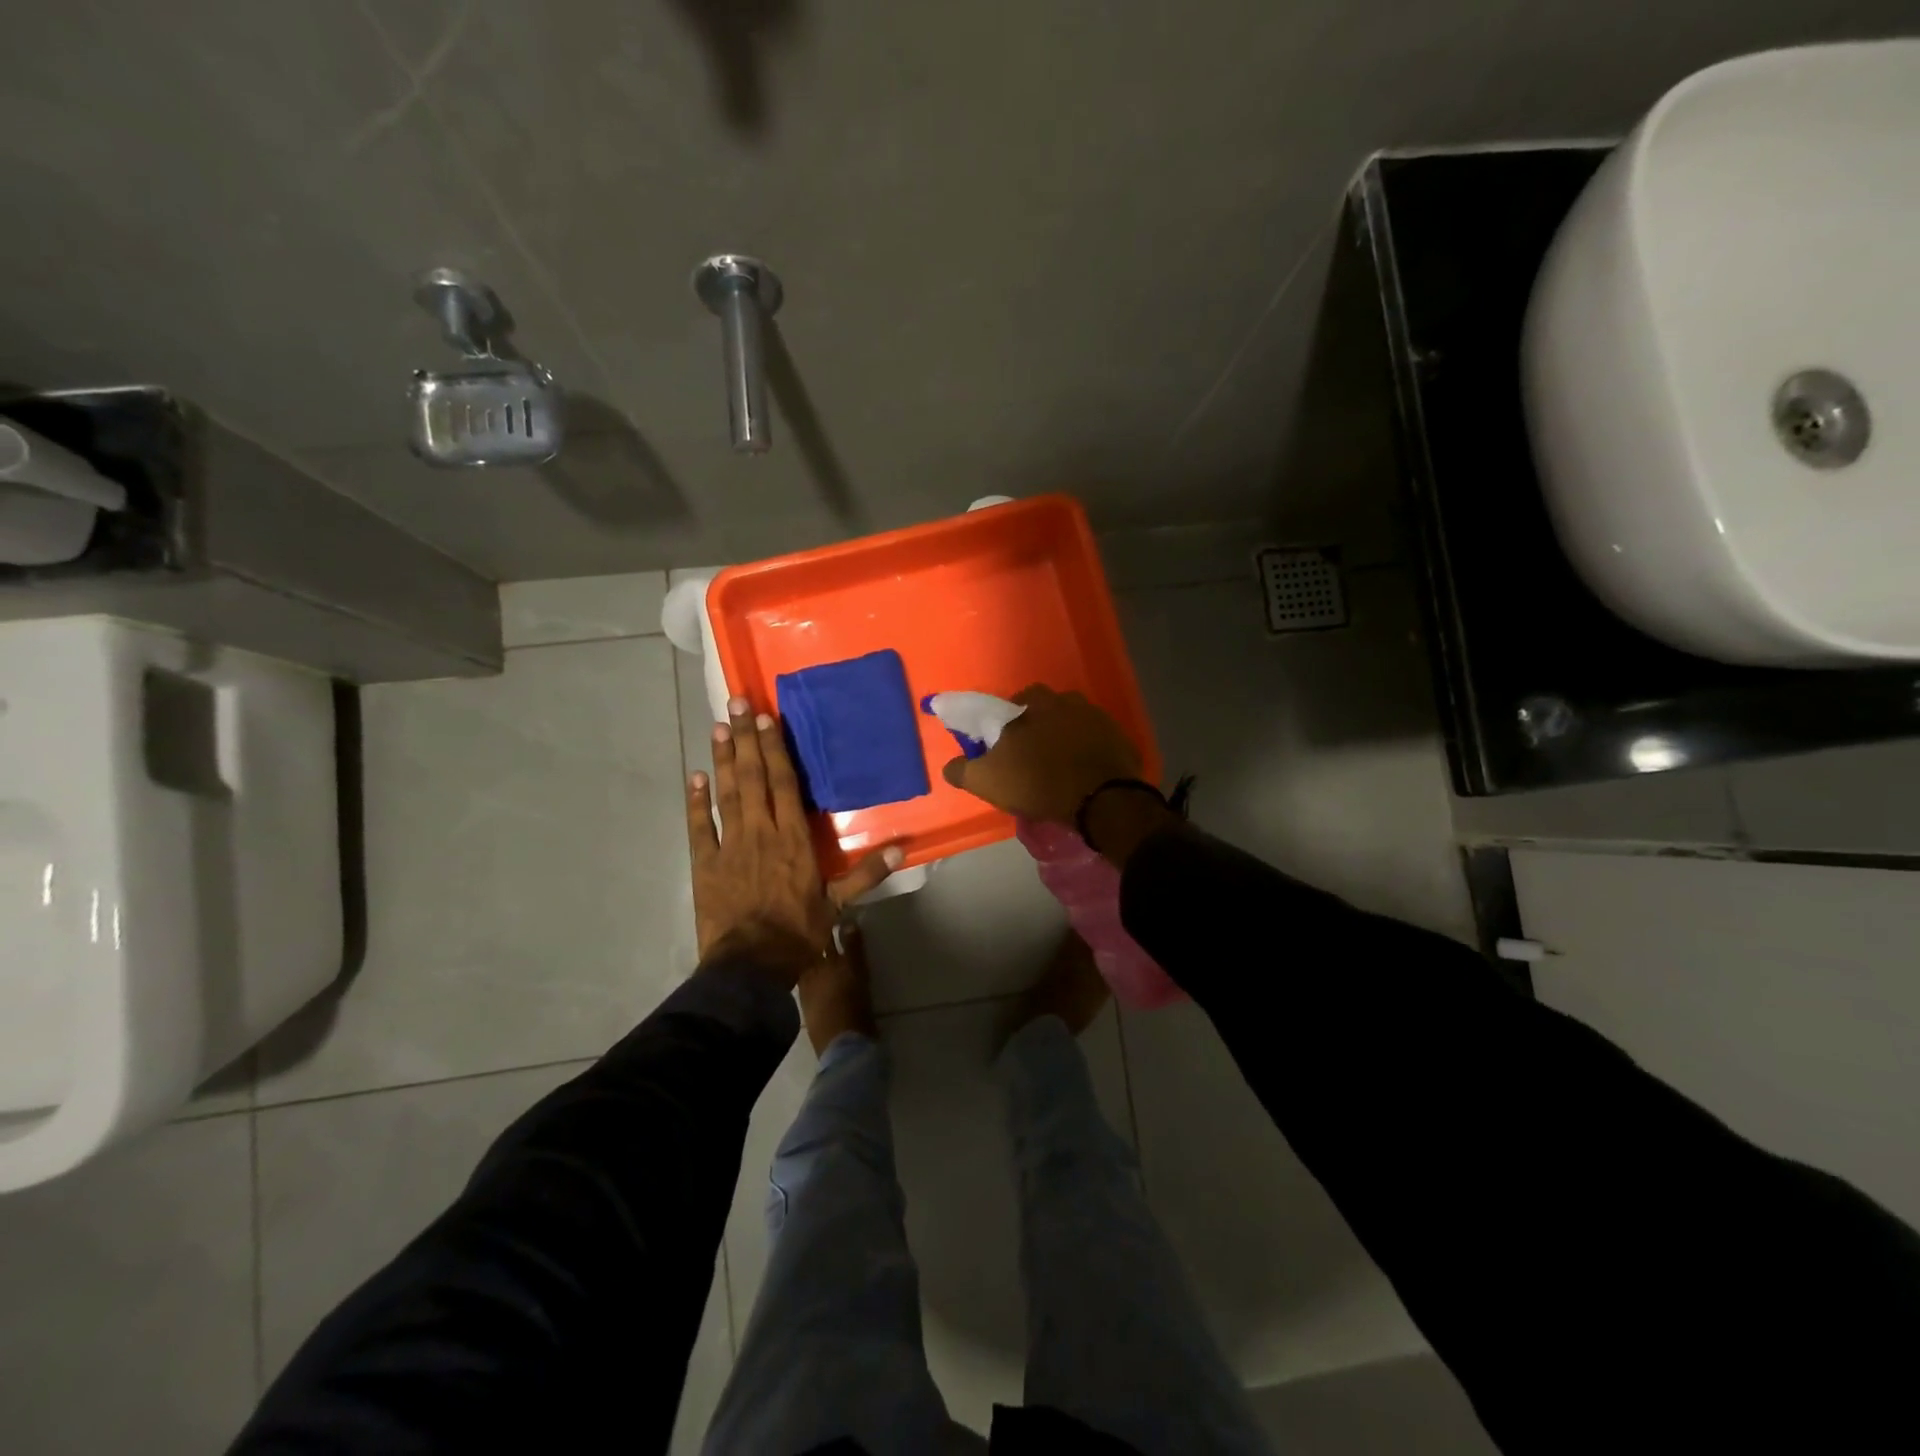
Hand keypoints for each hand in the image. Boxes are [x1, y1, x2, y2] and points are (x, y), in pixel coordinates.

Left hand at [688, 697, 900, 979]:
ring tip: (717, 727)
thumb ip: (867, 873)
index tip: (767, 719)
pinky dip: (695, 801)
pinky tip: (694, 777)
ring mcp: (729, 845)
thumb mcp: (838, 904)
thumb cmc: (797, 933)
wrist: (749, 967)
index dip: (776, 749)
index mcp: (793, 838)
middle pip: (753, 778)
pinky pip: (698, 827)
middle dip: (746, 739)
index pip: (785, 784)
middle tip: (737, 703)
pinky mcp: (705, 863)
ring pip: (726, 793)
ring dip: (722, 759)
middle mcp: (760, 832)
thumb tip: (904, 848)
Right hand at [940, 684, 1143, 823]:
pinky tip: (1084, 774)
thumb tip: (950, 765)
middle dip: (1040, 726)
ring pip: (1075, 724)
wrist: (1101, 800)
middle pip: (1049, 710)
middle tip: (1033, 754)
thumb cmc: (1039, 782)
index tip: (1006, 743)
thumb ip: (963, 769)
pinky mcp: (1121, 739)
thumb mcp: (988, 780)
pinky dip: (1089, 753)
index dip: (1009, 721)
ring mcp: (1099, 719)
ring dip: (1067, 738)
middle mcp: (1069, 701)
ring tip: (1060, 766)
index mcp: (1036, 704)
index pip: (1017, 701)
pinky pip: (1098, 742)